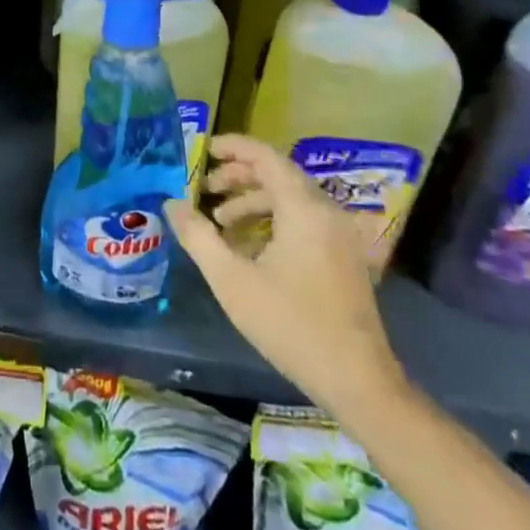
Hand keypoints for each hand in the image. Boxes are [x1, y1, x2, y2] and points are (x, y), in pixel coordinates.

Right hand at [166, 134, 406, 416]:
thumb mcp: (231, 280)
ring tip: (220, 222)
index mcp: (303, 209)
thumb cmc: (291, 325)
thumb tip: (171, 204)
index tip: (203, 150)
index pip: (266, 156)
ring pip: (291, 198)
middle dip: (238, 176)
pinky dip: (273, 219)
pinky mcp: (344, 257)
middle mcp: (326, 212)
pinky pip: (304, 219)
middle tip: (206, 189)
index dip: (233, 147)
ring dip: (253, 201)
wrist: (358, 382)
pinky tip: (249, 247)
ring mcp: (340, 236)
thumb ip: (198, 236)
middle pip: (278, 174)